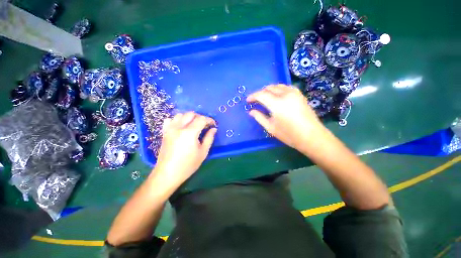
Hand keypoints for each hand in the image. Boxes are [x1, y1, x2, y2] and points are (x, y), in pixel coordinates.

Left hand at [154, 112, 216, 188]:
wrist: (167, 174)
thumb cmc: (188, 165)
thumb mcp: (203, 152)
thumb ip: (209, 138)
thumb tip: (213, 129)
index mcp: (190, 132)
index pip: (202, 119)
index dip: (209, 120)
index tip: (213, 125)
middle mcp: (179, 127)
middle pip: (191, 114)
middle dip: (200, 117)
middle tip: (205, 125)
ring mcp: (170, 129)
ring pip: (180, 115)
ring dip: (189, 117)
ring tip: (194, 125)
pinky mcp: (164, 132)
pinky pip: (170, 120)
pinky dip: (177, 120)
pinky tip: (181, 127)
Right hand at [247, 84, 324, 150]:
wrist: (312, 136)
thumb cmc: (289, 134)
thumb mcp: (270, 128)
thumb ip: (259, 117)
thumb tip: (251, 111)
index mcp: (277, 104)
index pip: (261, 95)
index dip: (252, 96)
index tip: (248, 100)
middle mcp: (285, 94)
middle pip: (269, 88)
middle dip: (260, 93)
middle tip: (255, 100)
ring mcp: (294, 93)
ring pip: (277, 86)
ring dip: (269, 90)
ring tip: (264, 97)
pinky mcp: (300, 94)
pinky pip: (286, 87)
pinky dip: (278, 89)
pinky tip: (276, 96)